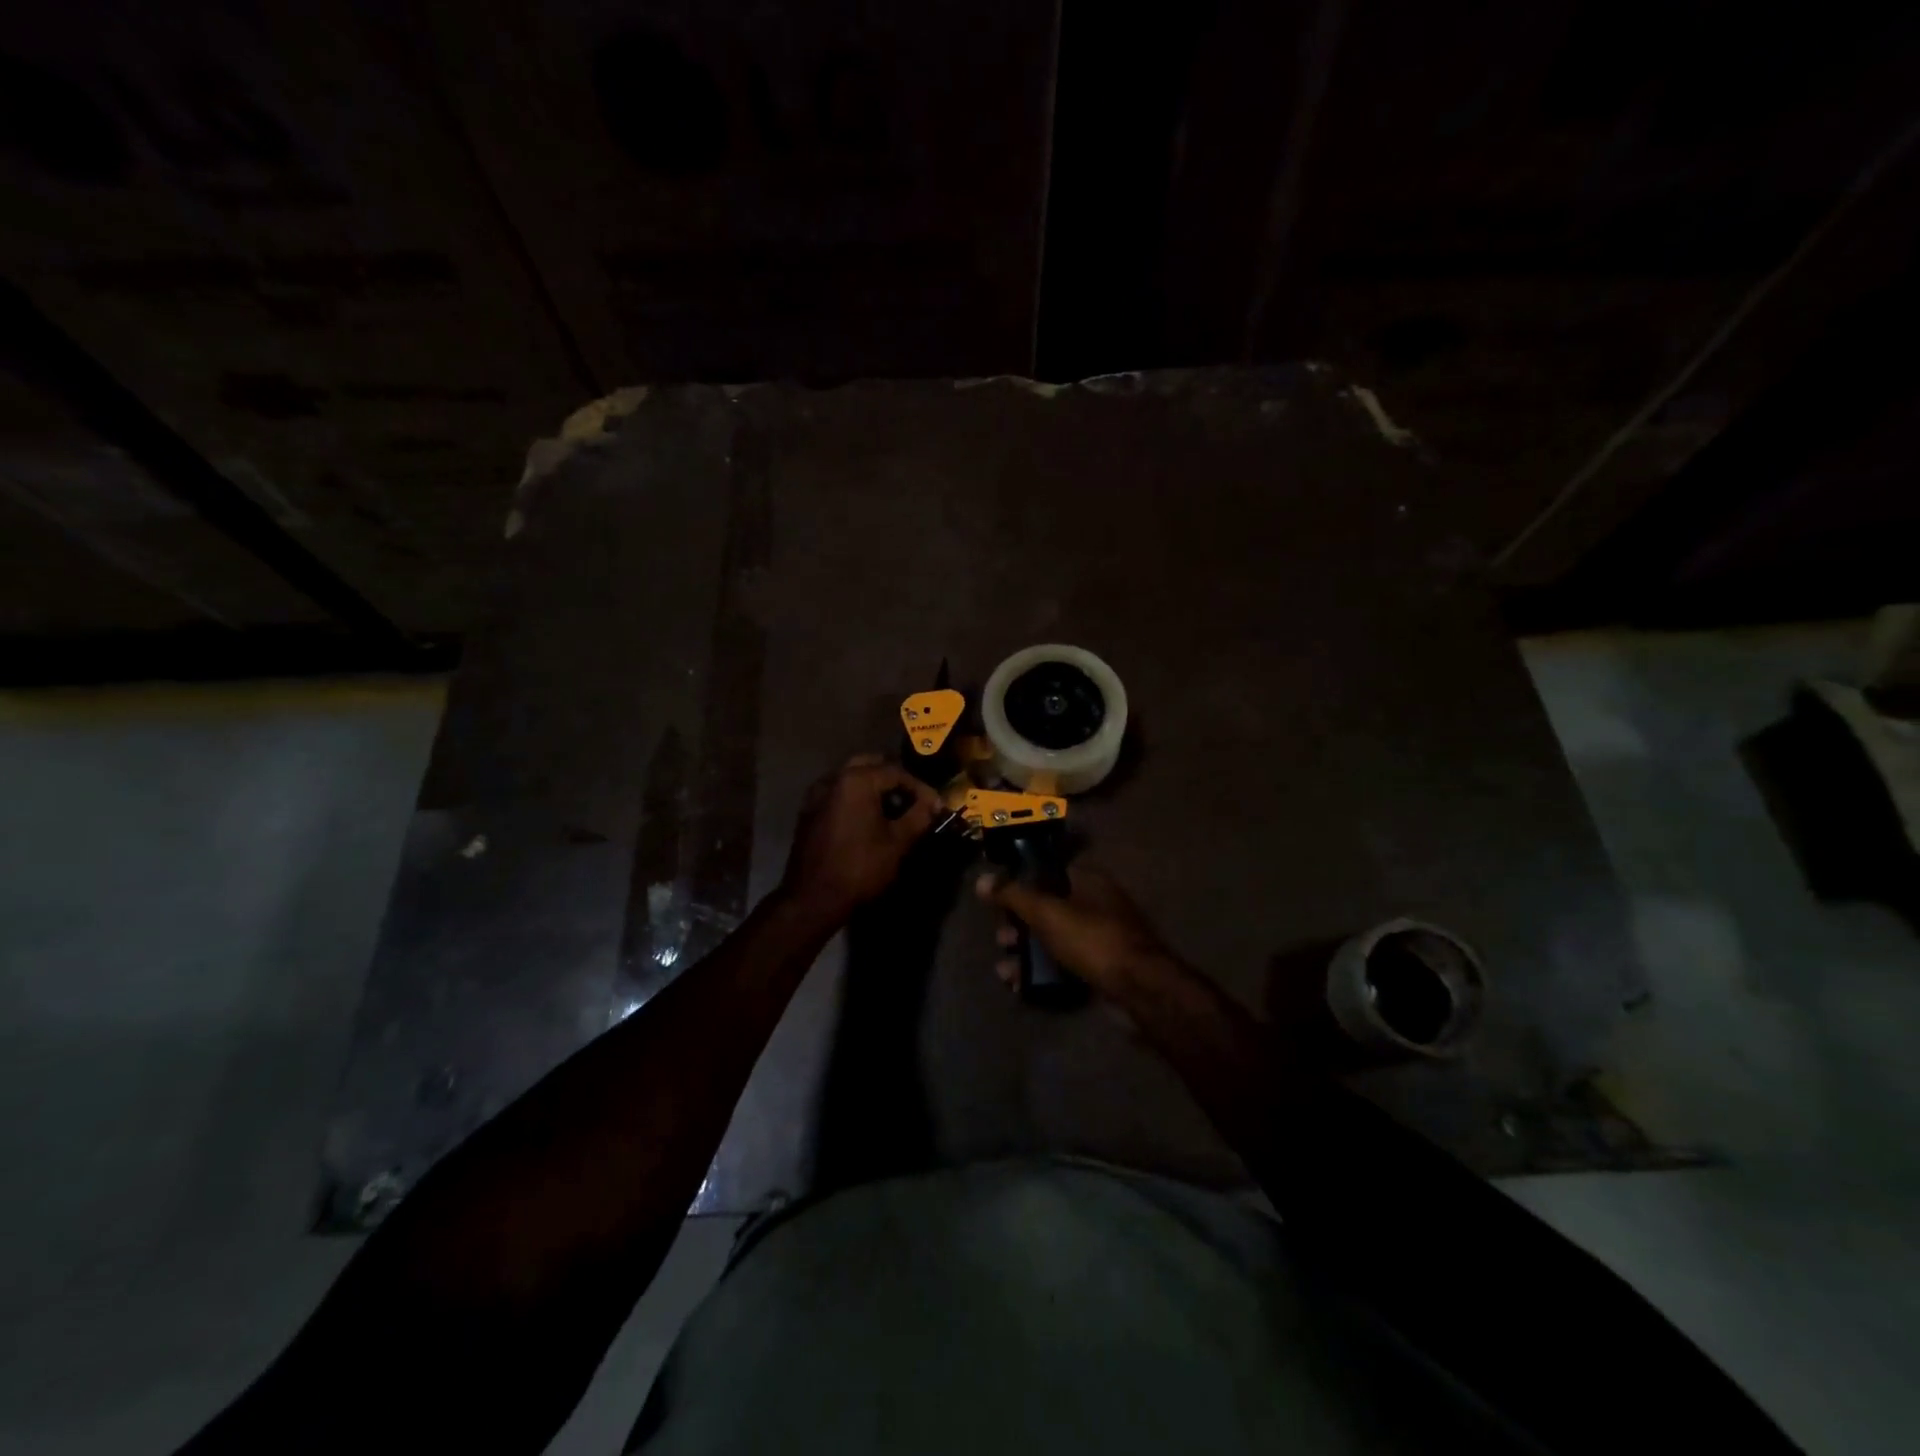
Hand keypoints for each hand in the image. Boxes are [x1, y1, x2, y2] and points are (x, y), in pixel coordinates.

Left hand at [780, 755, 940, 923]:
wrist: (813, 899)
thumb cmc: (860, 868)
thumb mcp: (898, 842)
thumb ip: (919, 816)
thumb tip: (933, 802)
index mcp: (856, 780)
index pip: (896, 772)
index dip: (920, 788)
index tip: (935, 806)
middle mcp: (833, 779)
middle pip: (871, 765)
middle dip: (895, 780)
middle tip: (913, 800)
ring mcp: (816, 795)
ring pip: (851, 778)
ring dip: (874, 787)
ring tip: (893, 810)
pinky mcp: (808, 812)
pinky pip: (838, 794)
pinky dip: (856, 798)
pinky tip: (868, 820)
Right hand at [975, 864, 1179, 995]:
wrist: (1139, 989)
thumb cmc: (1091, 939)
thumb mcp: (1046, 912)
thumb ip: (1013, 895)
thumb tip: (982, 880)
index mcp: (1088, 880)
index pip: (1047, 871)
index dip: (1020, 884)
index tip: (998, 901)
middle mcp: (1096, 903)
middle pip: (1047, 907)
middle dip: (1019, 924)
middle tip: (1002, 939)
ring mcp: (1100, 937)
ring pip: (1053, 939)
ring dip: (1026, 953)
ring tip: (1005, 970)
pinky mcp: (1100, 967)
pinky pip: (1063, 963)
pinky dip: (1042, 971)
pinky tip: (1020, 985)